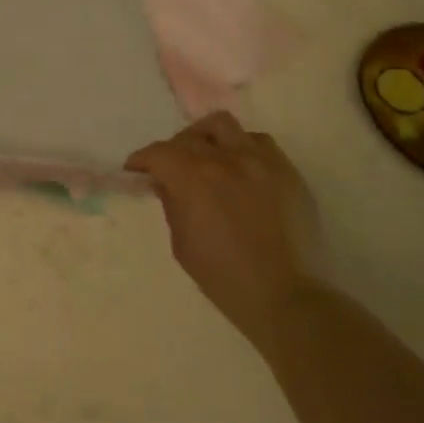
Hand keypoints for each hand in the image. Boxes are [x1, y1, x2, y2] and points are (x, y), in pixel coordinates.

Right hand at [126, 112, 320, 343]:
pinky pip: (259, 142)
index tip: (136, 169)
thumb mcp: (182, 244)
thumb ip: (172, 205)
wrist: (287, 296)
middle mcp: (225, 159)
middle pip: (188, 136)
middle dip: (172, 150)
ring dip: (207, 138)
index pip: (158, 152)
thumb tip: (166, 183)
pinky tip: (242, 169)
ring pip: (224, 126)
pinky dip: (242, 148)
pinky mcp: (287, 171)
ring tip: (208, 157)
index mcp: (193, 178)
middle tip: (171, 168)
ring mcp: (259, 161)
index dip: (142, 159)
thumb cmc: (225, 277)